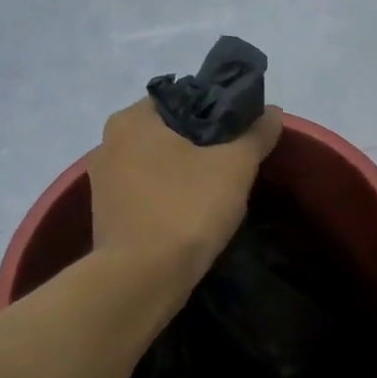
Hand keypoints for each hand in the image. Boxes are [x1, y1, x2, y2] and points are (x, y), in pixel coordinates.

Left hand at [88, 98, 283, 289]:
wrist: (141, 279)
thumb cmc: (186, 209)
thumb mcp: (235, 166)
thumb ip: (256, 134)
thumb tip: (273, 112)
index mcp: (132, 120)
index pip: (183, 97)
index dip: (217, 110)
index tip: (243, 131)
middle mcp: (109, 144)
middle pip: (170, 132)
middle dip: (204, 144)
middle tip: (238, 161)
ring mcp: (103, 183)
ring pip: (159, 164)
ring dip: (188, 172)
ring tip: (221, 190)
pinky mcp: (108, 215)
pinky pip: (148, 193)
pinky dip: (171, 197)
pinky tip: (195, 214)